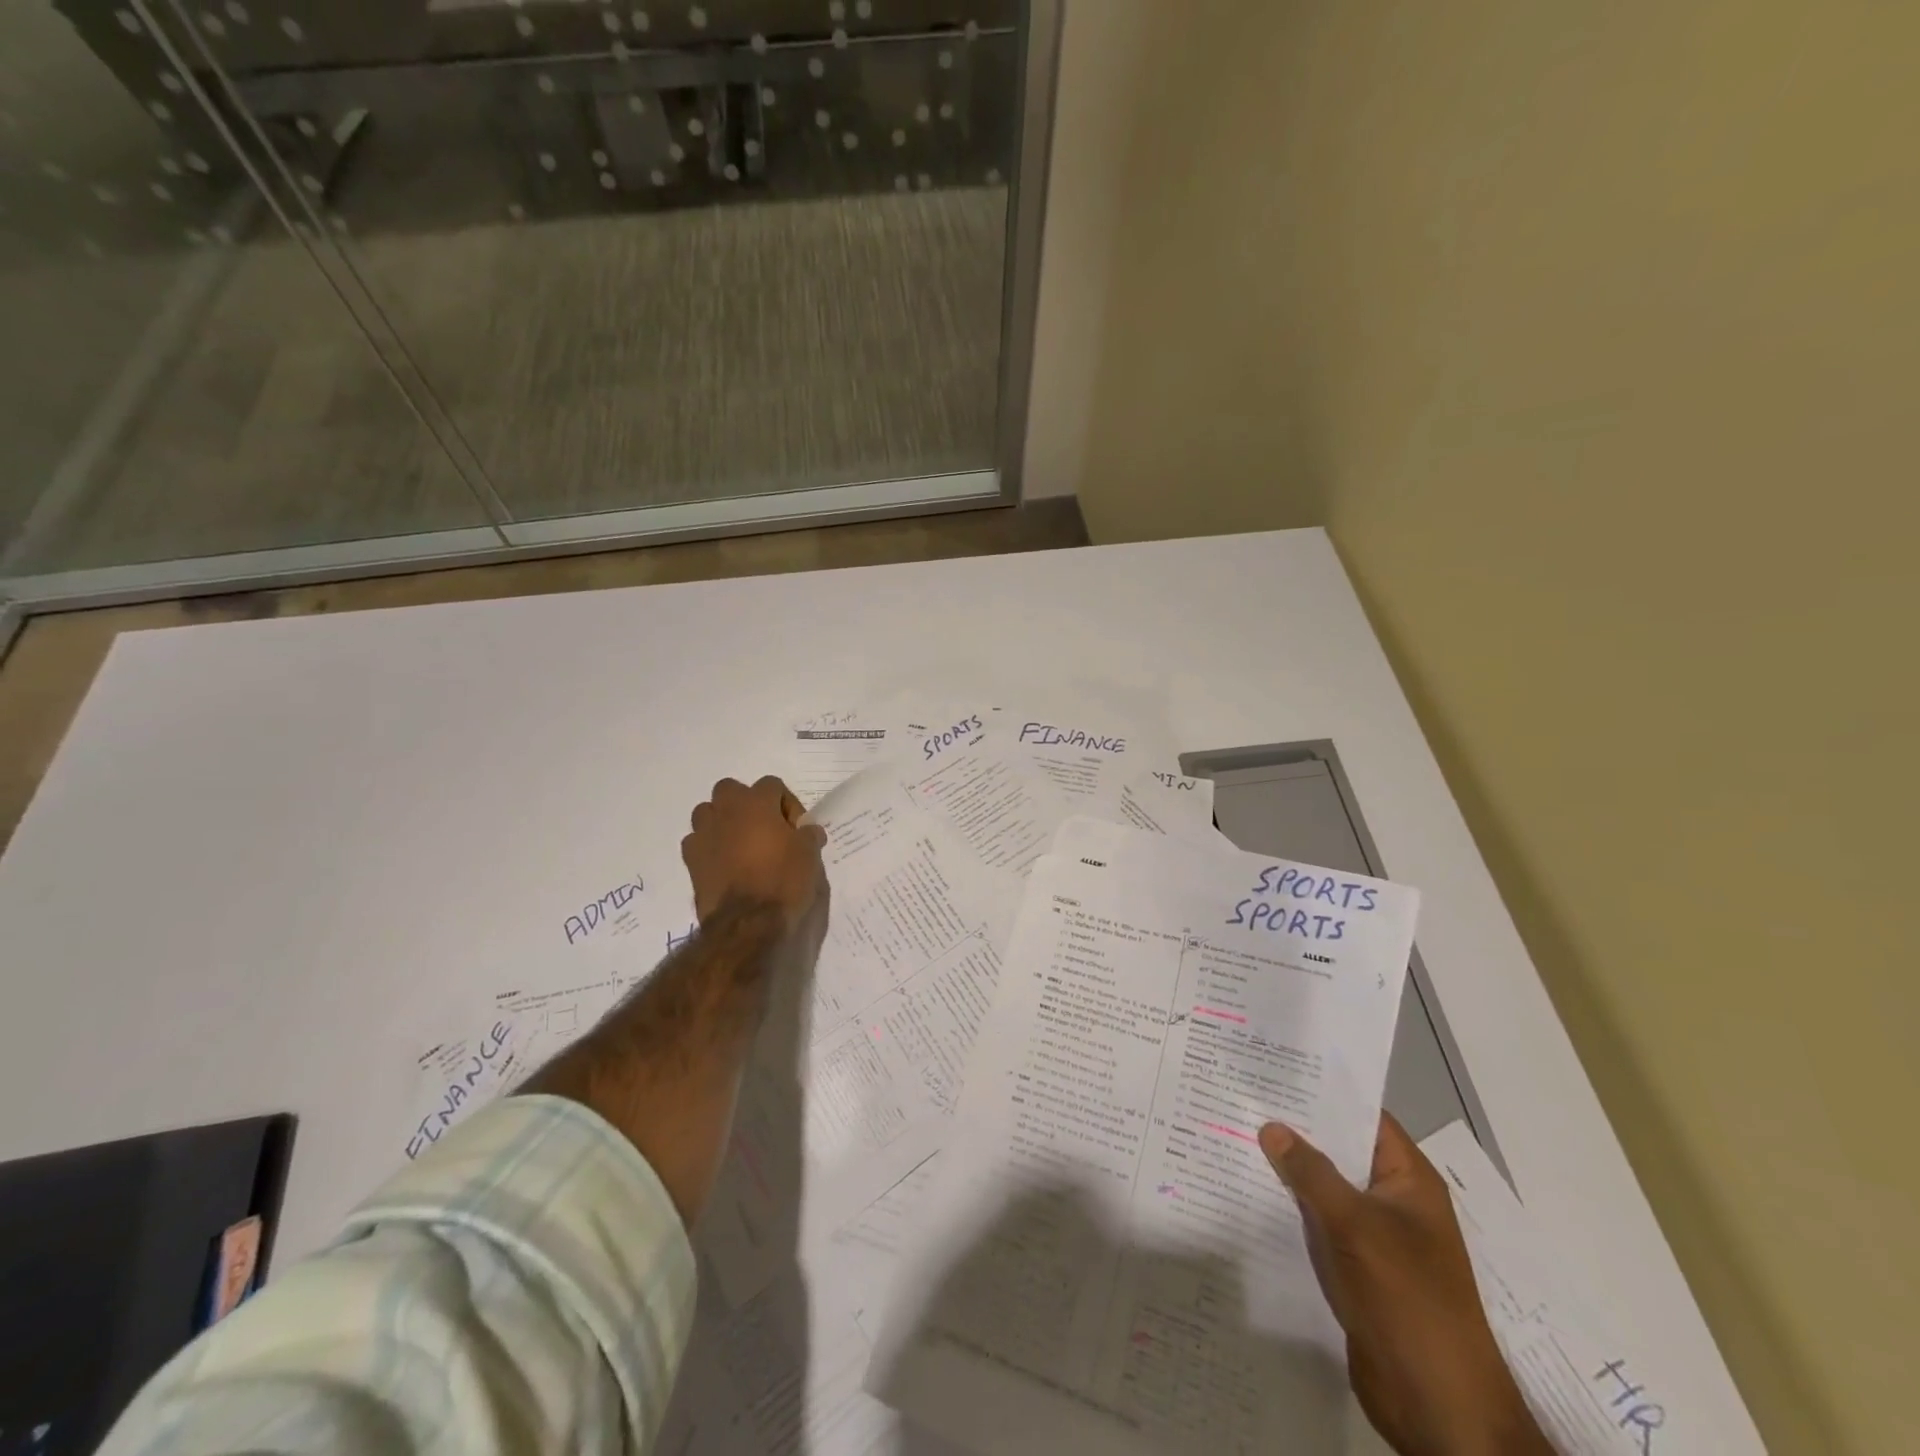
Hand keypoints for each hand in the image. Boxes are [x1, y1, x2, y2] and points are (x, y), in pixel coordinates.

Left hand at [682, 776, 826, 932]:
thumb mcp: (809, 855)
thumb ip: (808, 836)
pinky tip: (723, 864)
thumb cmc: (783, 880)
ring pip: (708, 812)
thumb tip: (808, 831)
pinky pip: (697, 841)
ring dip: (723, 821)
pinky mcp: (690, 859)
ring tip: (740, 844)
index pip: (772, 784)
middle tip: (764, 829)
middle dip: (746, 803)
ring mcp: (703, 833)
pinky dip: (709, 846)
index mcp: (756, 802)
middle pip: (732, 789)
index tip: (796, 829)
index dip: (787, 804)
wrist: (747, 922)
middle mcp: (726, 810)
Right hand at [1260, 1114, 1551, 1455]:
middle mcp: (1391, 1201)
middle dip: (1294, 1129)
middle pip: (1339, 1150)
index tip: (1274, 1068)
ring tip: (1231, 1134)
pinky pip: (1316, 1225)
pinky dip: (1286, 1209)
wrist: (1440, 1408)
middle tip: (1239, 1096)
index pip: (1363, 1116)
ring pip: (1323, 1189)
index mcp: (1408, 1180)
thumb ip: (1312, 1173)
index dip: (1323, 1091)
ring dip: (1286, 1171)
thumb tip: (1271, 1126)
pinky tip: (1244, 1192)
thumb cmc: (1410, 1302)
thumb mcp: (1358, 1227)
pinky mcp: (1354, 1269)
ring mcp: (1373, 1238)